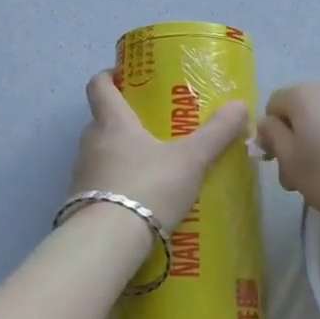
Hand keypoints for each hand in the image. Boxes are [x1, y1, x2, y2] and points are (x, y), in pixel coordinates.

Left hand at [72, 71, 248, 229]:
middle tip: (150, 125)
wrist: (107, 243)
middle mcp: (91, 143)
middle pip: (100, 121)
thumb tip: (240, 105)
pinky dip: (114, 186)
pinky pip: (98, 185)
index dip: (108, 76)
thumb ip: (215, 133)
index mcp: (113, 122)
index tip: (123, 76)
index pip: (98, 86)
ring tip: (147, 165)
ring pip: (98, 154)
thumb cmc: (148, 187)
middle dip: (121, 120)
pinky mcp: (79, 205)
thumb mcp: (190, 160)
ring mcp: (81, 175)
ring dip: (117, 155)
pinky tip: (136, 201)